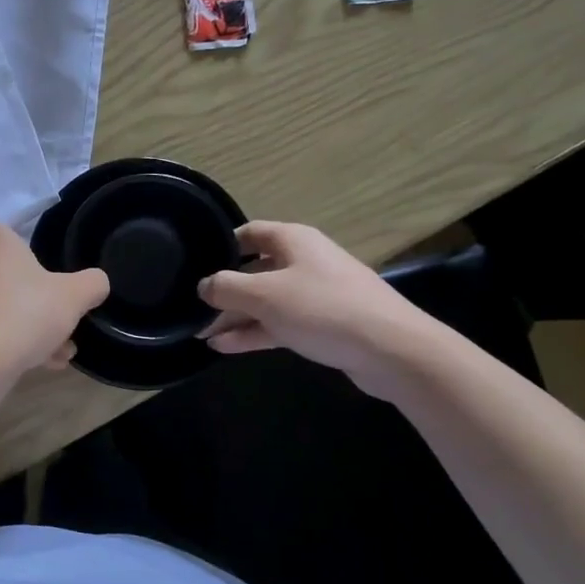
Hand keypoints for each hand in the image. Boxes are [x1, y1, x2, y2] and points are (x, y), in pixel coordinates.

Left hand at [0, 217, 109, 373]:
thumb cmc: (28, 310)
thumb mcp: (74, 295)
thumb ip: (91, 283)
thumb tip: (97, 281)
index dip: (3, 235)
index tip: (23, 251)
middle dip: (24, 289)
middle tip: (53, 308)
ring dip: (27, 323)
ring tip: (59, 348)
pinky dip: (14, 344)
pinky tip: (45, 363)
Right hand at [199, 221, 434, 395]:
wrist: (392, 350)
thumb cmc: (322, 309)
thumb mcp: (264, 295)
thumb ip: (226, 287)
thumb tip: (202, 285)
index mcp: (293, 241)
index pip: (249, 233)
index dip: (222, 245)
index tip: (195, 263)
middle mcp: (304, 261)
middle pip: (255, 270)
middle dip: (224, 290)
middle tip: (193, 308)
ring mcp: (316, 294)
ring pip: (266, 301)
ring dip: (235, 317)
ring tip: (200, 334)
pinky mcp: (324, 325)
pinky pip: (280, 323)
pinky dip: (254, 332)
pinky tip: (224, 347)